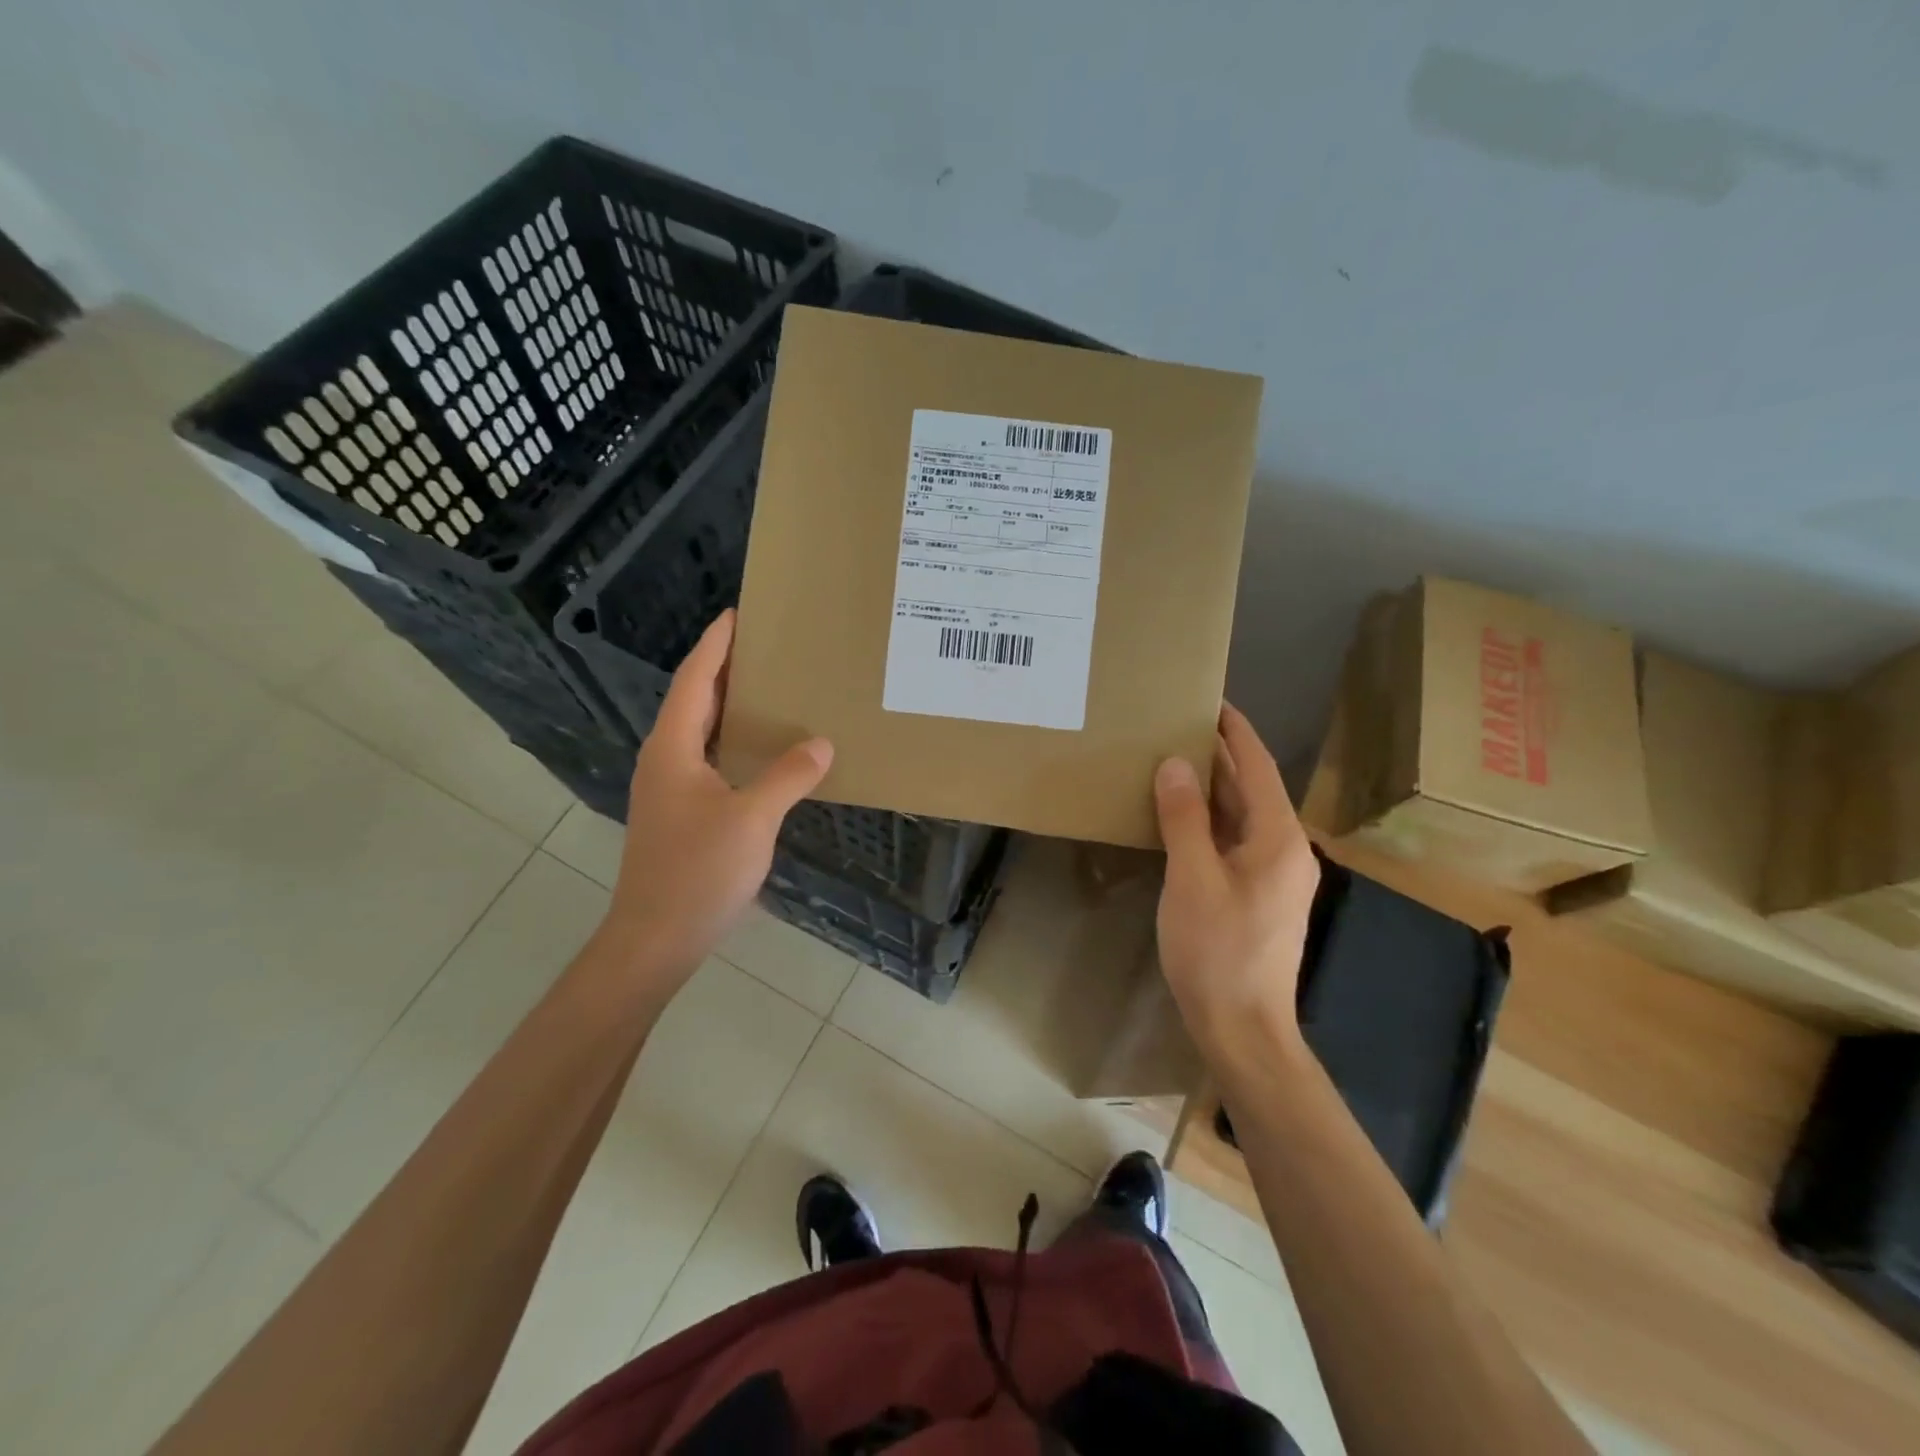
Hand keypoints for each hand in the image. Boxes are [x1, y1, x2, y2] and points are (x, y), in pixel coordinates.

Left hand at [598, 610, 832, 989]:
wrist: (657, 938)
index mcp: (673, 748)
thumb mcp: (751, 819)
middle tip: (768, 646)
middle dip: (727, 668)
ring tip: (772, 689)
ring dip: (731, 705)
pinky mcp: (682, 812)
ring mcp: (670, 788)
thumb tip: (822, 743)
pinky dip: (735, 742)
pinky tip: (765, 751)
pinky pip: (710, 759)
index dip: (716, 645)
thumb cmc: (697, 872)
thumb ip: (788, 775)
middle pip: (695, 699)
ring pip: (702, 731)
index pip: (695, 679)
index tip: (739, 614)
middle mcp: (665, 759)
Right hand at [1153, 704, 1319, 1065]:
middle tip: (1178, 725)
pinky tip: (1181, 817)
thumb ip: (1184, 818)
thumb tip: (1177, 763)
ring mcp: (1276, 875)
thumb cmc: (1217, 951)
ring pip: (1244, 815)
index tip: (1209, 700)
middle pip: (1253, 788)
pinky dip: (1211, 820)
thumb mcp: (1192, 878)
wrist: (1243, 1028)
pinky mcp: (1261, 895)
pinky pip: (1237, 840)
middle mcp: (1286, 849)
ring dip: (1214, 787)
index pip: (1257, 766)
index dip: (1234, 730)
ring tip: (1175, 760)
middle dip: (1220, 755)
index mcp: (1277, 838)